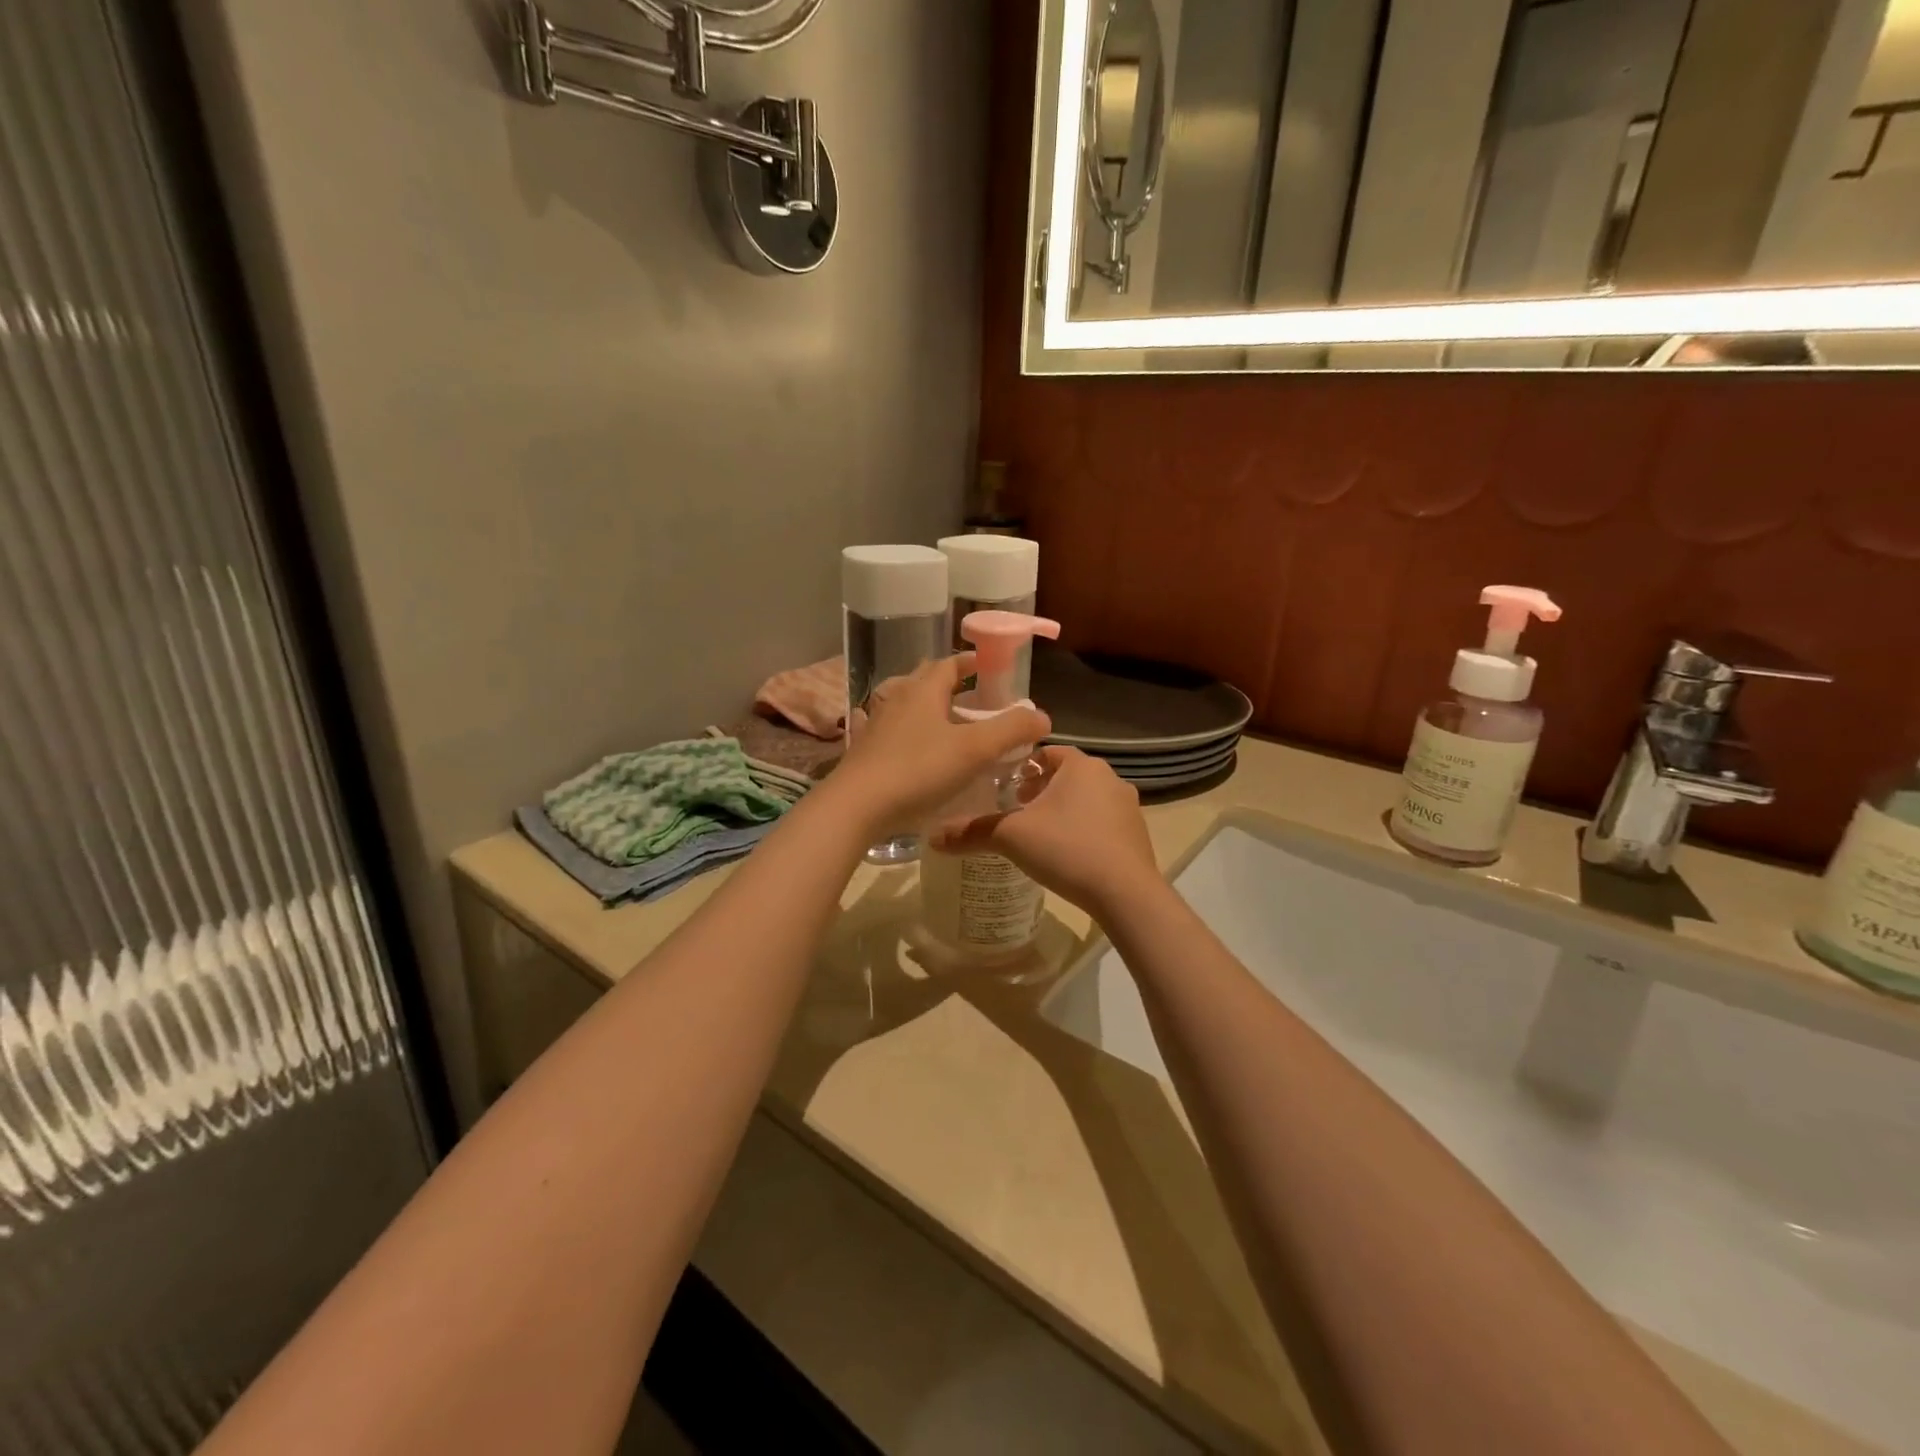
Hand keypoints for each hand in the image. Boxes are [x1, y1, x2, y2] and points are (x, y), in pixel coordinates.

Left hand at [829, 656, 1049, 839]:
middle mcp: (897, 699)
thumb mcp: (975, 750)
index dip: (969, 662)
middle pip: (924, 680)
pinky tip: (904, 745)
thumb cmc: (919, 771)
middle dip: (948, 682)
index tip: (987, 667)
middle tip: (972, 697)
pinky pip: (886, 731)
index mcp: (923, 691)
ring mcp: (876, 724)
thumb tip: (1042, 717)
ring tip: (945, 723)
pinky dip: (900, 731)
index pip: (948, 664)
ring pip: (904, 704)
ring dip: (925, 706)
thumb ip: (1011, 730)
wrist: (857, 806)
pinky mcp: (863, 750)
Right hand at [929, 745, 1159, 914]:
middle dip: (1040, 790)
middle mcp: (1110, 778)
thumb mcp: (1012, 838)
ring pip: (1086, 799)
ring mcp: (1128, 806)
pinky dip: (1083, 830)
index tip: (1004, 787)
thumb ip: (973, 832)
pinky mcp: (1137, 834)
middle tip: (1016, 812)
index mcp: (1081, 765)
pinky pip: (1103, 822)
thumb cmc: (1067, 850)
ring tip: (1039, 835)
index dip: (1022, 767)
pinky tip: (1068, 854)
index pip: (1046, 752)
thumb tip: (932, 836)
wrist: (1125, 894)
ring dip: (1063, 810)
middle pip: (1066, 776)